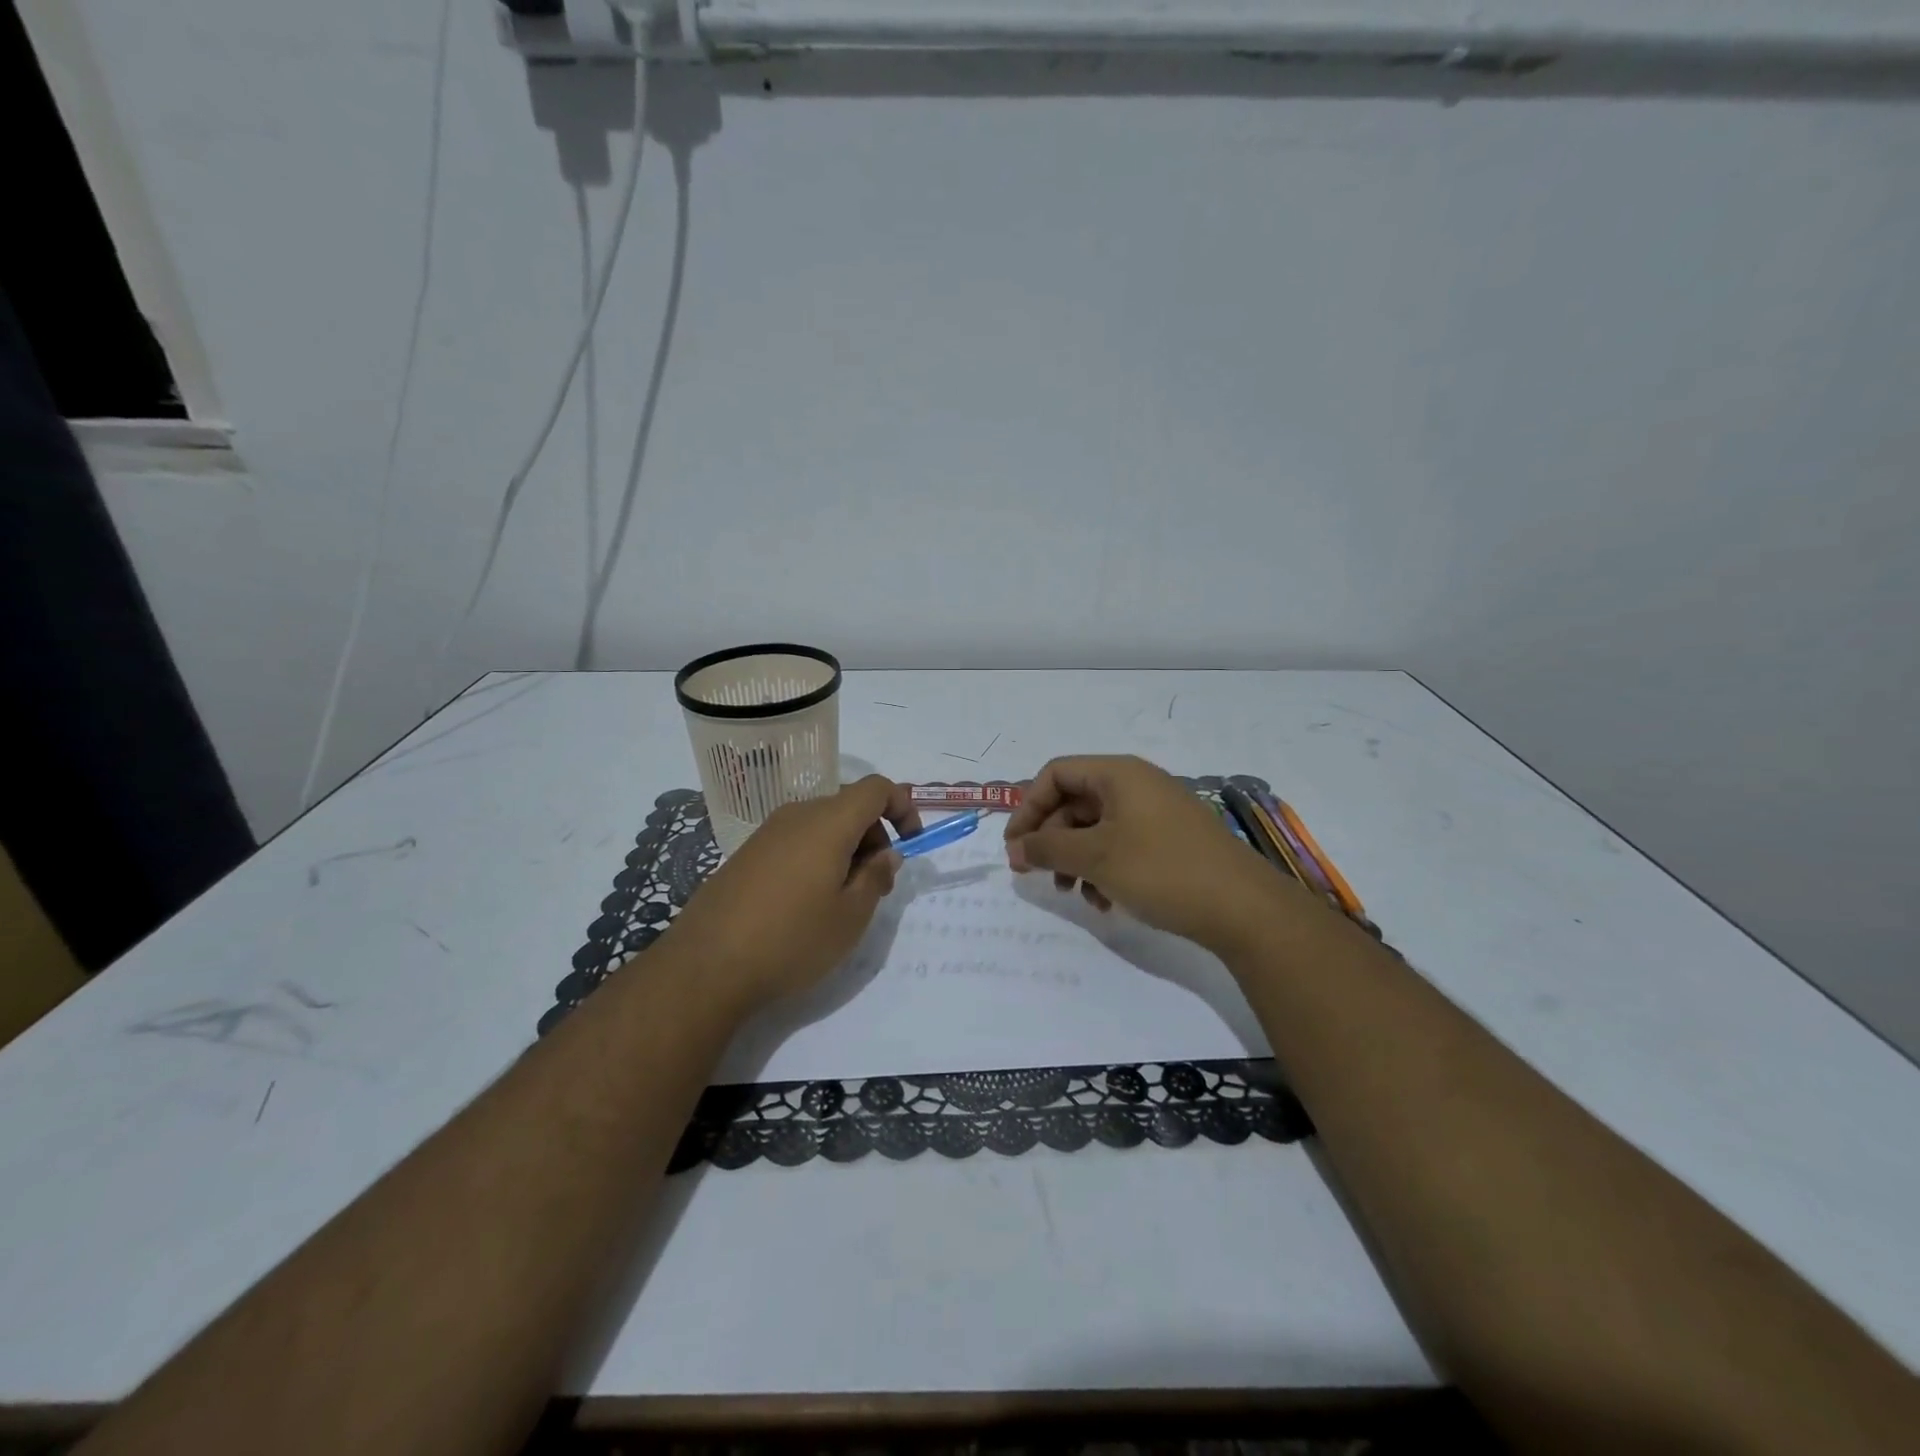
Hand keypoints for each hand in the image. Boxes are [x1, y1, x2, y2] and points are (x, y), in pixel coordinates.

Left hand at [662, 775, 922, 1010]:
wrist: (706, 966)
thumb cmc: (791, 939)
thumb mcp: (850, 916)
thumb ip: (876, 877)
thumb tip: (886, 854)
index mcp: (828, 822)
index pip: (876, 788)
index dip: (902, 807)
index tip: (911, 843)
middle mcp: (797, 815)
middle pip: (849, 806)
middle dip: (874, 836)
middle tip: (876, 885)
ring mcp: (767, 833)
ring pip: (822, 825)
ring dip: (846, 850)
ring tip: (842, 901)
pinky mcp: (747, 854)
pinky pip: (796, 841)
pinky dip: (816, 858)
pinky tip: (806, 904)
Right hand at [1004, 755, 1290, 952]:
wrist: (1244, 908)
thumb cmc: (1162, 870)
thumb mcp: (1096, 858)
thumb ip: (1048, 848)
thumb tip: (1016, 847)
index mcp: (1118, 774)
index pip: (1056, 773)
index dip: (1028, 807)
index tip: (1015, 847)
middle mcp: (1137, 785)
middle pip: (1075, 802)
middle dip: (1051, 839)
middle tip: (1036, 875)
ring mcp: (1157, 813)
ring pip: (1097, 828)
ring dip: (1076, 859)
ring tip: (1074, 894)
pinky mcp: (1171, 841)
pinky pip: (1122, 845)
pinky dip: (1104, 869)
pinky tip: (1105, 902)